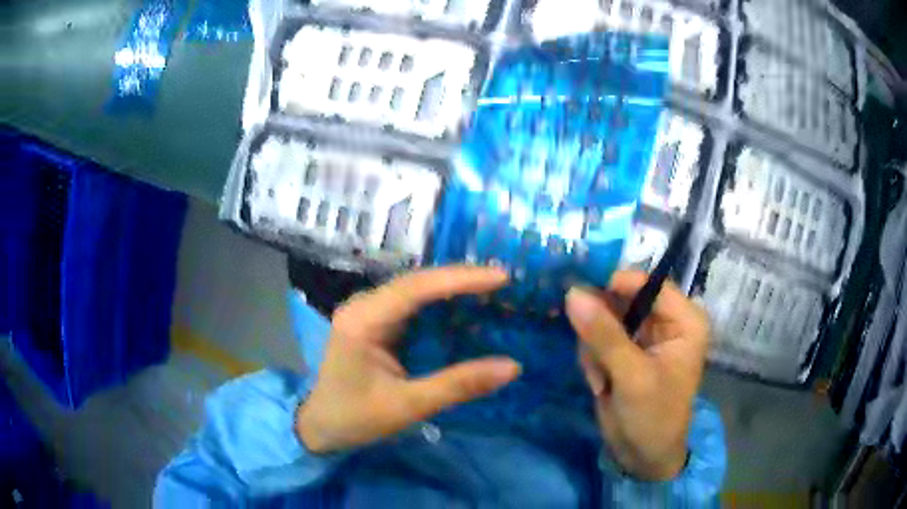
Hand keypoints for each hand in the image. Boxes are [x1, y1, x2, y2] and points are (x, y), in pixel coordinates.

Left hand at [296, 266, 521, 453]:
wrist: (320, 426)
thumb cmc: (356, 418)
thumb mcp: (408, 406)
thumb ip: (458, 385)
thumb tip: (512, 366)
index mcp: (363, 320)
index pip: (416, 287)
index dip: (460, 278)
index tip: (500, 277)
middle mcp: (363, 306)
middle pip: (416, 281)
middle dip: (460, 279)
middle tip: (503, 282)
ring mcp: (367, 311)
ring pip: (415, 289)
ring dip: (452, 287)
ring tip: (492, 289)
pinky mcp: (374, 322)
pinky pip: (411, 304)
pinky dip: (440, 303)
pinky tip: (463, 306)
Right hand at [565, 270, 709, 479]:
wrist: (643, 456)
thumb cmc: (653, 417)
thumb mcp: (631, 376)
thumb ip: (604, 335)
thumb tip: (572, 293)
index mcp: (683, 320)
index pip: (648, 284)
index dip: (615, 284)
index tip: (579, 296)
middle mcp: (665, 321)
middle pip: (622, 299)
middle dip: (601, 327)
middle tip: (591, 355)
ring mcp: (642, 336)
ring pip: (604, 319)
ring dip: (594, 348)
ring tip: (601, 379)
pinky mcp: (624, 351)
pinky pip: (597, 338)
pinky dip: (592, 359)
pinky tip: (600, 384)